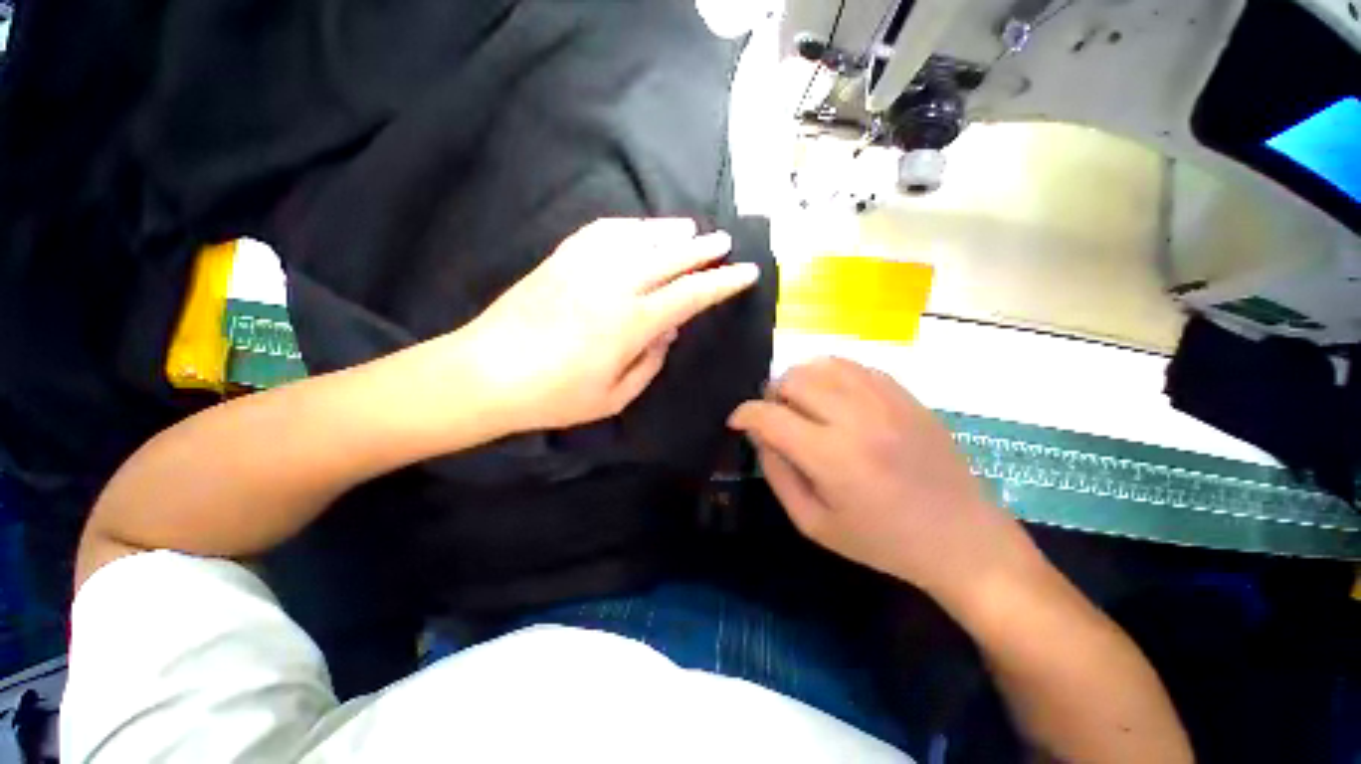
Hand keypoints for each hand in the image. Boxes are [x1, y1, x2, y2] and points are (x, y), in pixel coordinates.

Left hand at [460, 218, 759, 433]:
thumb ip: (650, 362)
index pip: (690, 295)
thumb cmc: (554, 397)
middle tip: (725, 241)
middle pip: (669, 257)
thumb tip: (668, 330)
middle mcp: (613, 285)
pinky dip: (629, 227)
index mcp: (630, 323)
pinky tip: (641, 229)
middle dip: (703, 249)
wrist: (485, 374)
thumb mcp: (614, 396)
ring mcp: (584, 266)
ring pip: (639, 237)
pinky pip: (602, 232)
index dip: (721, 283)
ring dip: (669, 232)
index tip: (745, 272)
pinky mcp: (560, 259)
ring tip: (690, 229)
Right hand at [729, 358, 1037, 605]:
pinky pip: (852, 366)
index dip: (744, 414)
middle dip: (771, 396)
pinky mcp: (904, 394)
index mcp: (833, 457)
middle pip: (792, 380)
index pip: (770, 417)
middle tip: (775, 418)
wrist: (961, 537)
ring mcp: (885, 400)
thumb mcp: (814, 523)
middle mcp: (857, 418)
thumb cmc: (881, 541)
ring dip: (799, 381)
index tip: (737, 421)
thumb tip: (758, 435)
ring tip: (802, 405)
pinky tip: (833, 398)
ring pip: (821, 364)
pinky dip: (830, 375)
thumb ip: (777, 474)